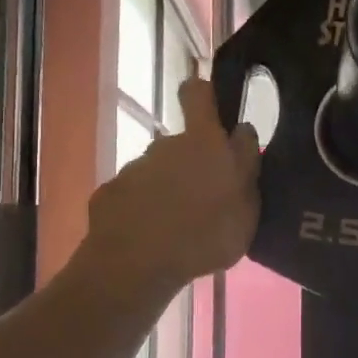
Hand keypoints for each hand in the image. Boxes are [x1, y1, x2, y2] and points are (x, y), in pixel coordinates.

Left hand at [84, 76, 259, 295]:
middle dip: (193, 163)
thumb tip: (241, 137)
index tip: (213, 112)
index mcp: (204, 142)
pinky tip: (148, 238)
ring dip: (168, 190)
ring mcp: (135, 168)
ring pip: (159, 172)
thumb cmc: (204, 237)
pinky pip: (134, 196)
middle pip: (183, 143)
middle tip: (204, 201)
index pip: (199, 93)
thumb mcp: (246, 211)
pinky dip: (142, 210)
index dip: (205, 97)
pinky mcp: (111, 192)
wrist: (135, 265)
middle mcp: (166, 145)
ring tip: (176, 228)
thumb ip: (246, 170)